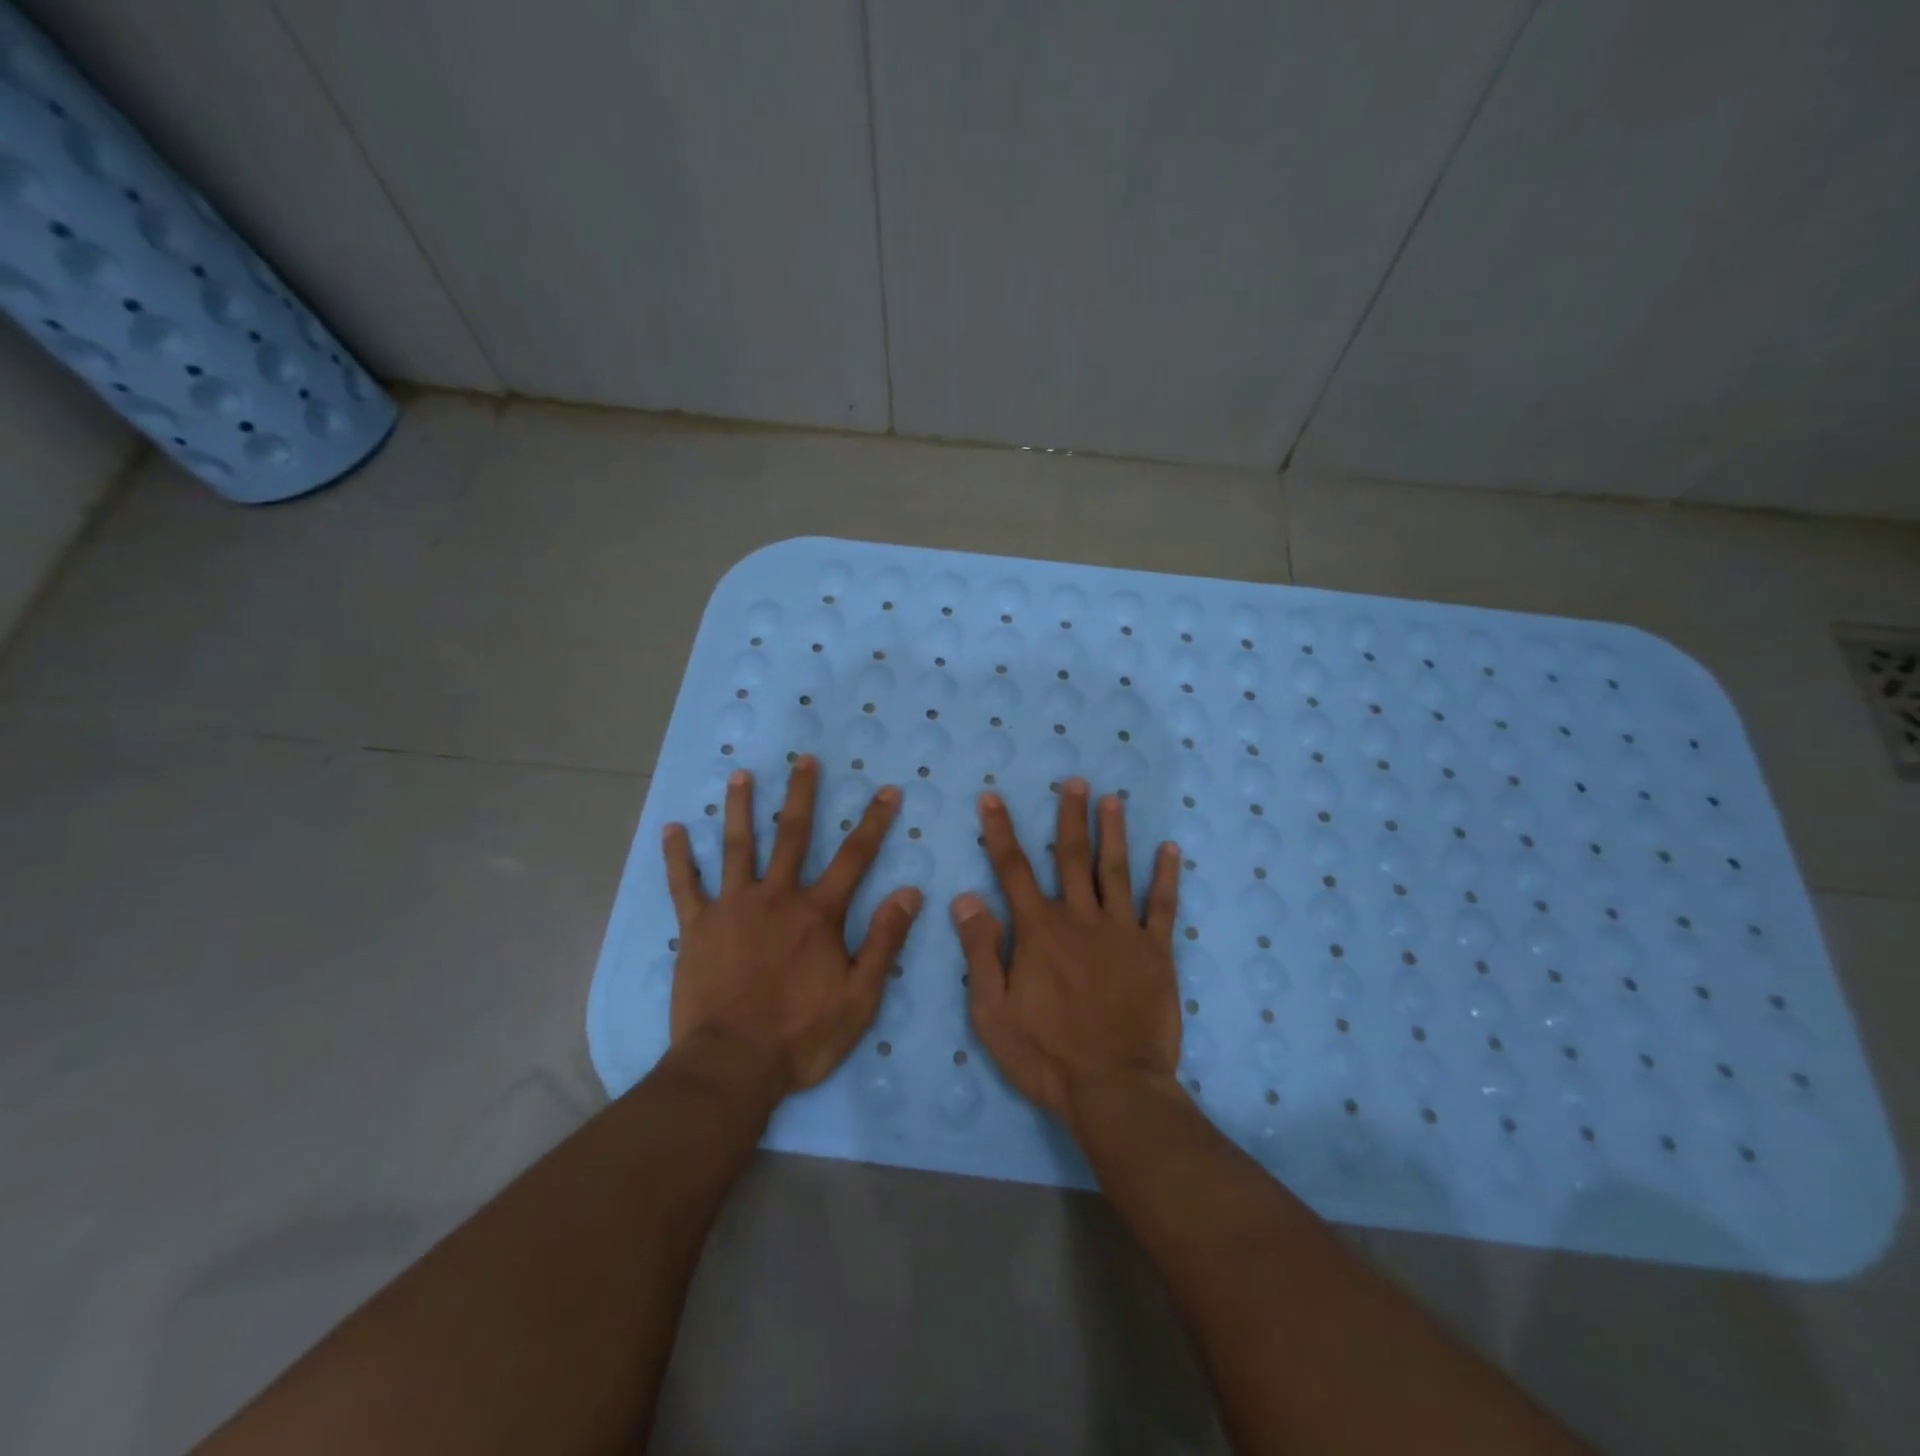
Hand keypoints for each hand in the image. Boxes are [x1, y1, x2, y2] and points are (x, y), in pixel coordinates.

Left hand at [662, 756, 922, 1097]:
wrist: (732, 1066)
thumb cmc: (802, 1036)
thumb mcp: (861, 996)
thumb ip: (885, 940)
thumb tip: (910, 892)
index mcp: (817, 913)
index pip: (854, 857)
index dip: (874, 822)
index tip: (887, 790)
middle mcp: (776, 897)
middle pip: (792, 835)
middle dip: (802, 794)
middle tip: (804, 758)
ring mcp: (732, 908)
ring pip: (737, 846)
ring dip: (740, 807)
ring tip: (740, 774)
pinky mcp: (696, 927)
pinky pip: (684, 885)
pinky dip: (677, 856)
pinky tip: (671, 829)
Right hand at [954, 778, 1182, 1126]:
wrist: (1114, 1089)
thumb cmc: (1045, 1055)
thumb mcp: (992, 1012)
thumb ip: (980, 951)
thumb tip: (967, 898)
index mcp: (1038, 931)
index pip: (1013, 869)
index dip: (1000, 831)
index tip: (993, 798)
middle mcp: (1080, 919)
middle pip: (1072, 857)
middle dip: (1070, 817)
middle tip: (1075, 781)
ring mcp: (1122, 932)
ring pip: (1116, 871)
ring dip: (1114, 832)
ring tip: (1114, 799)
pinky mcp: (1155, 952)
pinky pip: (1162, 906)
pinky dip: (1166, 877)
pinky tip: (1170, 850)